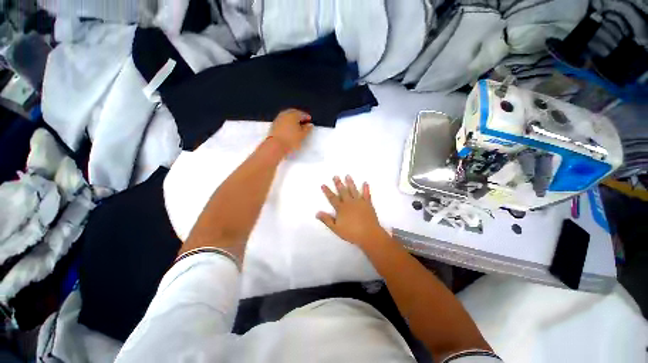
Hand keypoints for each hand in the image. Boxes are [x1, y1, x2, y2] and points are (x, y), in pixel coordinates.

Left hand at [269, 109, 313, 154]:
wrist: (276, 146)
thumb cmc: (291, 140)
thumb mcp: (302, 135)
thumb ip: (307, 129)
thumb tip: (309, 125)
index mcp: (293, 115)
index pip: (301, 113)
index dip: (306, 116)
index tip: (309, 119)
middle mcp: (285, 114)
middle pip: (293, 113)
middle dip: (299, 116)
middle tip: (303, 121)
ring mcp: (278, 119)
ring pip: (287, 116)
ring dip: (292, 119)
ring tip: (297, 125)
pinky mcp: (274, 125)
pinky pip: (283, 120)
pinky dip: (287, 122)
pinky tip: (289, 128)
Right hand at [317, 176, 390, 250]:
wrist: (369, 234)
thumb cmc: (351, 232)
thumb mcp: (336, 228)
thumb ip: (327, 220)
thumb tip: (317, 213)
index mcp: (341, 208)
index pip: (332, 198)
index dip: (327, 191)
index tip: (323, 185)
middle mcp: (349, 202)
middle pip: (343, 191)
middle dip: (338, 183)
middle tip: (336, 176)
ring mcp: (359, 202)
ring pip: (353, 190)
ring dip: (350, 183)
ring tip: (348, 176)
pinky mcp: (368, 204)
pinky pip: (367, 194)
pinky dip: (366, 188)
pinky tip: (365, 183)